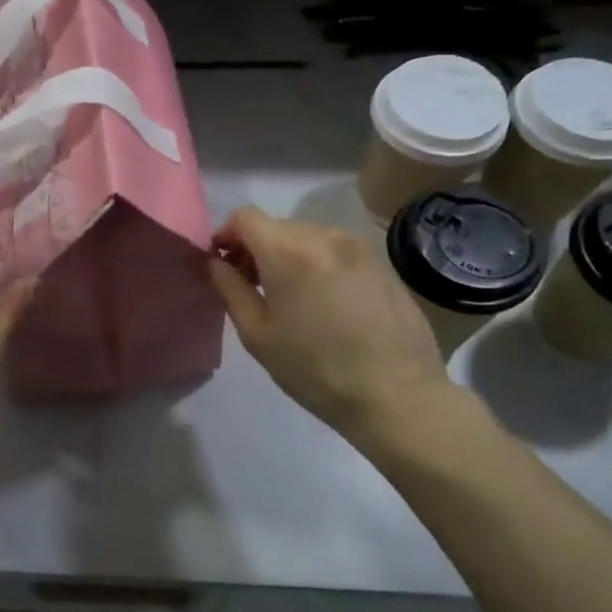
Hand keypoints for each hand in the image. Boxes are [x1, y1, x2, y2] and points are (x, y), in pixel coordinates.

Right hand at [209, 207, 454, 443]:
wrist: (396, 395)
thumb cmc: (315, 370)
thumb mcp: (258, 335)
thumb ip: (230, 289)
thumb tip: (215, 263)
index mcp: (289, 251)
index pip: (245, 216)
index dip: (226, 235)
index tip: (224, 265)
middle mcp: (325, 236)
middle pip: (277, 226)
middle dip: (257, 249)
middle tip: (254, 288)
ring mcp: (359, 247)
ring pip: (308, 237)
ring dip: (289, 256)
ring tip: (292, 298)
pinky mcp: (382, 263)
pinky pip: (336, 251)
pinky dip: (319, 265)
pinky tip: (326, 304)